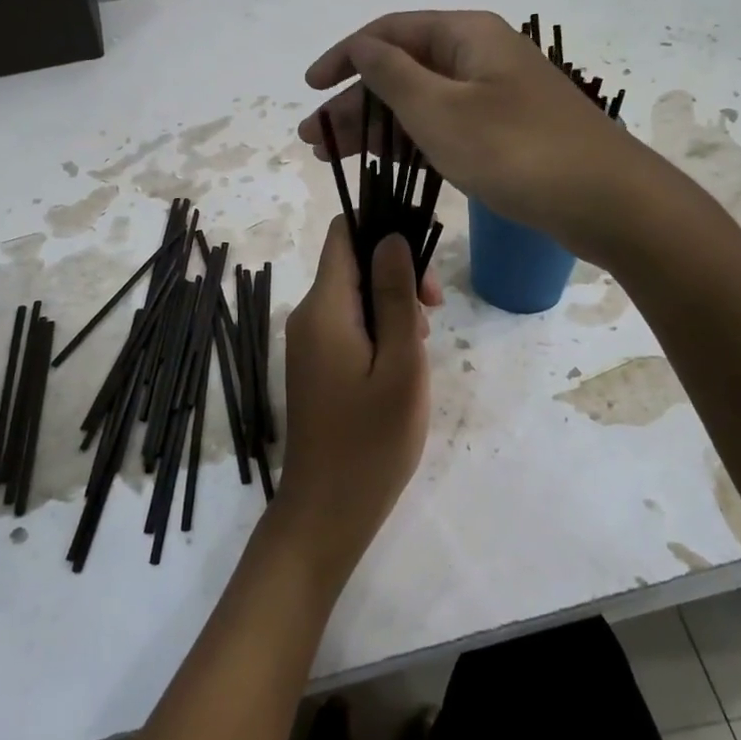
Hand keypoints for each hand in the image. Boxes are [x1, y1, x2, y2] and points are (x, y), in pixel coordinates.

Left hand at [273, 220, 430, 585]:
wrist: (326, 510)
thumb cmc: (372, 441)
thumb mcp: (400, 365)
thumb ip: (394, 297)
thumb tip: (391, 238)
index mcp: (324, 307)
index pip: (344, 233)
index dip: (383, 229)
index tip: (423, 259)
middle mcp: (308, 315)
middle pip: (352, 263)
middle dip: (396, 273)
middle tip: (432, 314)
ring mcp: (308, 342)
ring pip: (353, 295)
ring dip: (391, 305)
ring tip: (420, 347)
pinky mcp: (315, 365)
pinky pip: (348, 325)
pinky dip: (377, 330)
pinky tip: (401, 363)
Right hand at [299, 10, 649, 260]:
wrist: (604, 200)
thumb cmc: (515, 150)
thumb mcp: (439, 110)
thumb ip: (392, 75)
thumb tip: (362, 48)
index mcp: (465, 36)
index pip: (388, 33)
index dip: (344, 57)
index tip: (310, 89)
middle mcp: (478, 57)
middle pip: (401, 69)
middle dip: (354, 103)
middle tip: (314, 140)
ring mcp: (494, 96)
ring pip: (420, 102)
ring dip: (375, 126)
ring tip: (334, 157)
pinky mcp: (504, 133)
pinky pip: (444, 127)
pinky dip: (409, 143)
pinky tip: (383, 162)